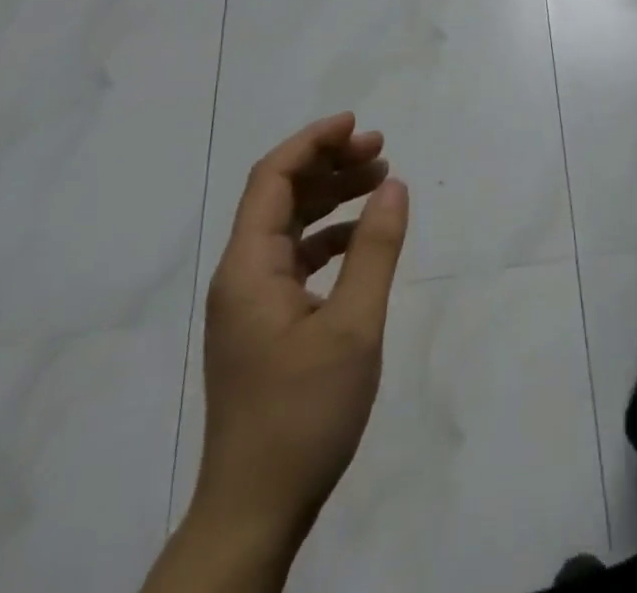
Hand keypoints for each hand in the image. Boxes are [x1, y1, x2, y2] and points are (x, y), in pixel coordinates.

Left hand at [145, 114, 408, 592]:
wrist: (255, 513)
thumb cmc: (302, 414)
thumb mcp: (353, 327)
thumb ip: (375, 249)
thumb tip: (394, 185)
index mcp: (248, 267)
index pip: (272, 178)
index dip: (313, 142)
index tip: (357, 125)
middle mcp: (241, 275)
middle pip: (280, 196)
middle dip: (328, 164)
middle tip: (380, 150)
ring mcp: (250, 303)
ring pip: (288, 226)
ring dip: (331, 197)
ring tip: (379, 180)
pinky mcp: (264, 326)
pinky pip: (295, 259)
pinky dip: (328, 236)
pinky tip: (361, 238)